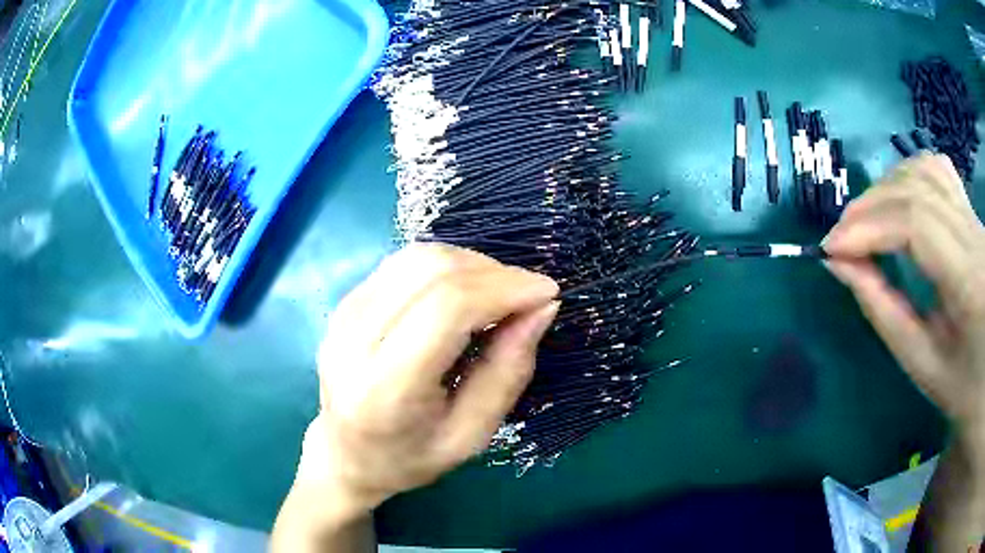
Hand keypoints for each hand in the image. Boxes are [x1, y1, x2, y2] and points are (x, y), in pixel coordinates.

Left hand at [297, 243, 558, 514]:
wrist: (345, 454)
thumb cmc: (411, 457)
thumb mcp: (471, 435)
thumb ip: (507, 372)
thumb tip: (542, 308)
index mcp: (384, 388)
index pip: (446, 309)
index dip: (504, 289)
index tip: (547, 293)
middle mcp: (353, 339)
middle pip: (431, 271)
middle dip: (494, 272)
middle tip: (528, 296)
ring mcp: (343, 313)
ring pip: (418, 257)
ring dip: (472, 264)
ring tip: (500, 294)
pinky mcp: (346, 301)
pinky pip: (404, 262)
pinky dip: (446, 267)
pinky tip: (465, 292)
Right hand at [823, 153, 984, 452]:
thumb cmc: (960, 385)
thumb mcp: (922, 363)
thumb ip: (882, 310)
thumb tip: (839, 264)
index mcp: (969, 282)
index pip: (916, 224)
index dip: (869, 227)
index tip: (831, 250)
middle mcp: (974, 233)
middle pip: (917, 190)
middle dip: (869, 208)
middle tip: (839, 240)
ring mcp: (974, 215)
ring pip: (924, 169)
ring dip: (886, 188)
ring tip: (865, 221)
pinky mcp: (971, 210)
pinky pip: (938, 170)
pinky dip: (909, 174)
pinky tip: (898, 198)